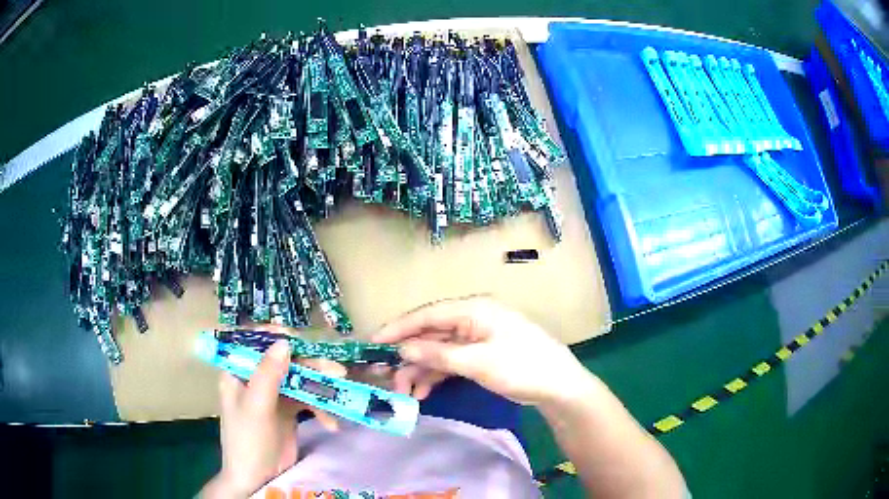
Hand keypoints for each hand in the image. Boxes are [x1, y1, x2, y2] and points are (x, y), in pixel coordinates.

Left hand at [201, 340, 345, 498]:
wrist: (259, 478)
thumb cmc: (248, 441)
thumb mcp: (256, 407)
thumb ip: (268, 374)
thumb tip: (285, 341)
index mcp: (237, 372)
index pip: (253, 341)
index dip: (274, 336)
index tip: (299, 339)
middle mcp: (255, 378)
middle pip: (282, 359)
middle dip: (309, 364)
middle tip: (336, 371)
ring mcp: (273, 394)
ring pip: (298, 377)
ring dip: (320, 385)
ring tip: (340, 394)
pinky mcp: (289, 409)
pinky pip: (307, 399)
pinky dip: (321, 408)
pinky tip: (332, 423)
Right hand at [374, 298, 592, 405]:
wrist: (558, 385)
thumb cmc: (521, 366)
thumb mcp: (477, 362)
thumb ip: (438, 355)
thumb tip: (403, 350)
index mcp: (472, 309)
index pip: (426, 315)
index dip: (398, 328)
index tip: (373, 342)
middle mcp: (471, 319)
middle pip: (430, 335)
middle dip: (408, 357)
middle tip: (388, 377)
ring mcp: (476, 338)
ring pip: (438, 351)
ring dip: (420, 370)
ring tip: (404, 392)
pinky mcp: (480, 355)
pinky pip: (451, 362)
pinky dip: (436, 375)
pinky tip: (423, 392)